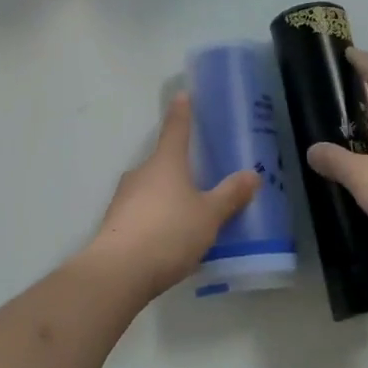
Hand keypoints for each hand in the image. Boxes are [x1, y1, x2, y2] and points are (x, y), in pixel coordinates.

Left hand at [84, 94, 258, 300]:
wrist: (117, 273)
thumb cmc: (168, 233)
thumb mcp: (209, 216)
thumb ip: (230, 195)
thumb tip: (253, 174)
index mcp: (166, 162)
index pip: (176, 128)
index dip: (182, 112)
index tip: (183, 95)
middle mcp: (142, 172)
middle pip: (163, 161)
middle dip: (179, 166)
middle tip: (200, 175)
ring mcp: (124, 198)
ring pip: (151, 188)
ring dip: (167, 196)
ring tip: (189, 214)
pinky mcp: (115, 225)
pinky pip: (142, 213)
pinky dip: (156, 219)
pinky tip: (169, 240)